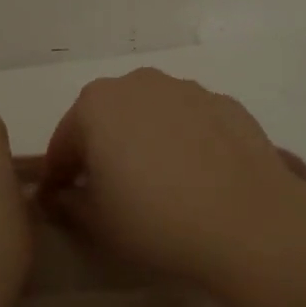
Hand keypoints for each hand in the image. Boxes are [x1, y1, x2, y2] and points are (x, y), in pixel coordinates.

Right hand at [38, 69, 305, 292]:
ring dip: (145, 141)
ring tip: (157, 184)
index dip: (58, 176)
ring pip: (151, 116)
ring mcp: (188, 89)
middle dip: (101, 151)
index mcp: (97, 105)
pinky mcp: (227, 104)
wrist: (248, 221)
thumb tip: (61, 196)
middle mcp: (139, 83)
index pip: (64, 143)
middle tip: (107, 191)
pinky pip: (190, 123)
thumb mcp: (97, 223)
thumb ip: (68, 203)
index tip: (57, 202)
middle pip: (107, 119)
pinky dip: (184, 142)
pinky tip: (196, 177)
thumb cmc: (156, 219)